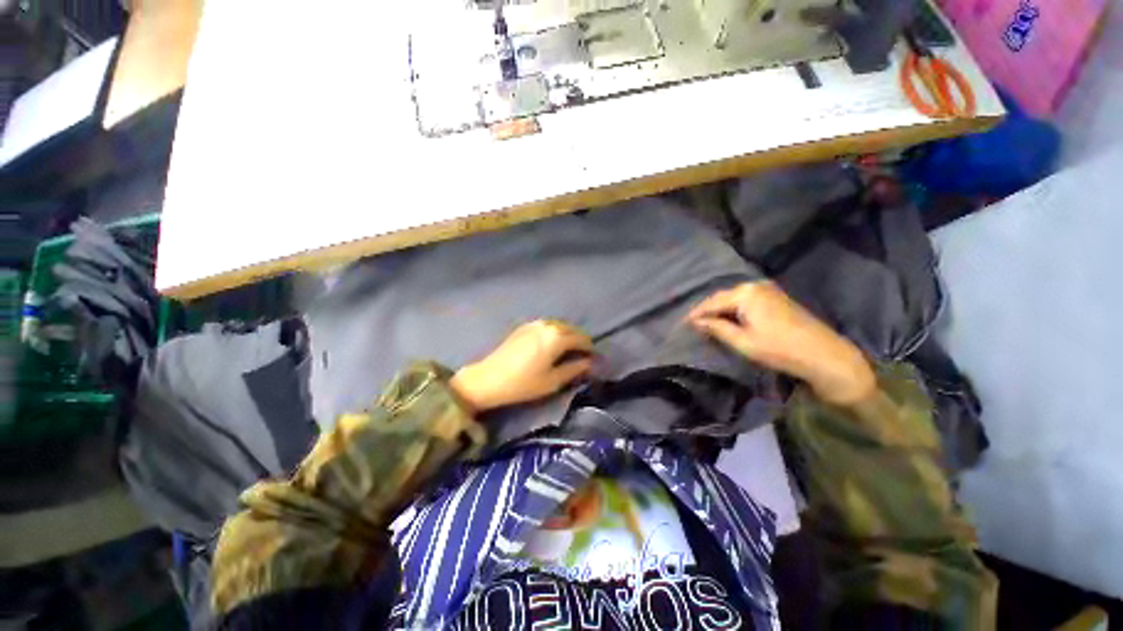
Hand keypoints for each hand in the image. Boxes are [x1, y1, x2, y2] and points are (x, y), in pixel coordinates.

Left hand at [451, 320, 594, 412]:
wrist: (488, 379)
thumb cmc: (523, 384)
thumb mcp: (553, 381)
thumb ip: (575, 369)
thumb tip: (589, 362)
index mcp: (556, 337)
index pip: (582, 339)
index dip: (590, 349)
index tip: (594, 359)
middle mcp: (548, 325)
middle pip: (571, 329)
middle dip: (580, 341)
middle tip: (583, 356)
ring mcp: (534, 324)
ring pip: (559, 326)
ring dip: (567, 336)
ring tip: (569, 351)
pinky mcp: (524, 327)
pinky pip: (547, 326)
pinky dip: (555, 333)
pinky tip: (552, 345)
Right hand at [687, 282, 875, 406]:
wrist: (824, 355)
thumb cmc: (779, 349)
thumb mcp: (742, 341)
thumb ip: (716, 328)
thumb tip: (695, 322)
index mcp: (745, 293)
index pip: (712, 302)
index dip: (696, 314)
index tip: (683, 324)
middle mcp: (755, 285)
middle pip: (723, 297)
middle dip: (708, 311)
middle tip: (694, 325)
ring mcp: (767, 290)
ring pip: (734, 299)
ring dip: (721, 311)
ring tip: (708, 324)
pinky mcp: (776, 297)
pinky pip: (746, 300)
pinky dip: (734, 310)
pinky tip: (729, 320)